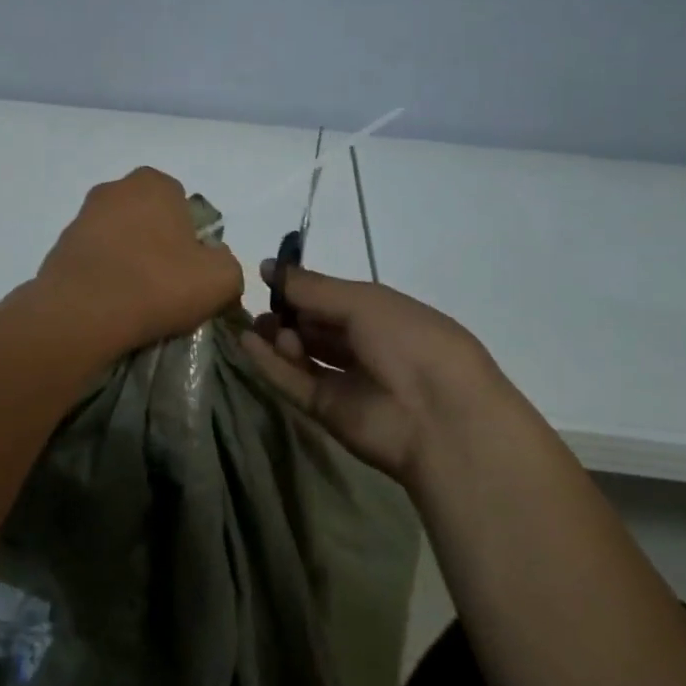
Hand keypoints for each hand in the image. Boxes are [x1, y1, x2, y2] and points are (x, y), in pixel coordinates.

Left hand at [32, 167, 246, 356]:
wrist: (82, 312)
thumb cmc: (158, 283)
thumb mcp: (221, 279)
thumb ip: (228, 264)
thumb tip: (214, 266)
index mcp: (155, 183)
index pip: (184, 206)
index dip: (192, 239)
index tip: (191, 271)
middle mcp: (115, 189)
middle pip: (149, 219)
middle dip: (159, 246)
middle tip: (168, 285)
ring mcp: (82, 216)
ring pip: (120, 239)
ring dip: (129, 260)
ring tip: (137, 299)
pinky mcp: (60, 246)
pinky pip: (95, 260)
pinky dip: (105, 275)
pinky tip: (111, 303)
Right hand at [241, 262, 511, 483]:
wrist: (439, 418)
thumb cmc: (409, 342)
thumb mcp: (363, 302)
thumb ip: (312, 288)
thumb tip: (266, 267)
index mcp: (383, 315)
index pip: (334, 298)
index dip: (303, 287)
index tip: (268, 275)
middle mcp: (365, 346)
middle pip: (316, 326)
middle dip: (287, 313)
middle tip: (260, 304)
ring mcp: (345, 380)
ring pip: (303, 354)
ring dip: (278, 337)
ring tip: (259, 325)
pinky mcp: (326, 409)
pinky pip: (293, 381)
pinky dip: (269, 363)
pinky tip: (246, 342)